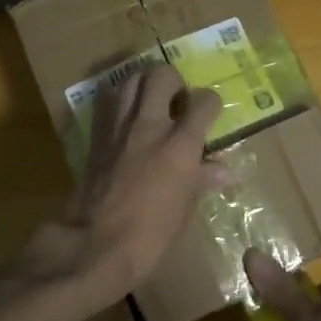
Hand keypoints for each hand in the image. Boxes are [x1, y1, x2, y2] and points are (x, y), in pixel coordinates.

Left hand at [19, 66, 225, 309]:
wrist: (95, 245)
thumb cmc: (150, 235)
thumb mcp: (185, 210)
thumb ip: (202, 180)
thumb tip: (224, 170)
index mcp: (180, 144)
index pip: (204, 102)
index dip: (210, 103)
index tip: (210, 112)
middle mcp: (150, 125)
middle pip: (162, 75)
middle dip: (174, 81)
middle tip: (177, 100)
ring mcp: (119, 127)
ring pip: (131, 80)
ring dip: (144, 84)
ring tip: (151, 102)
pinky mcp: (96, 135)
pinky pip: (108, 102)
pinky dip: (120, 100)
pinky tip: (126, 116)